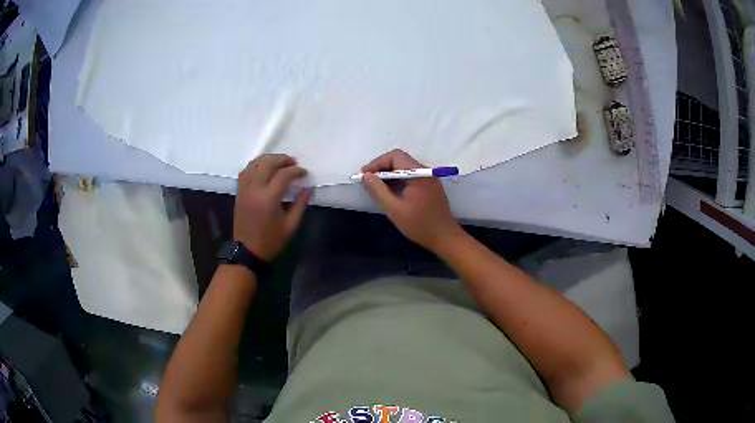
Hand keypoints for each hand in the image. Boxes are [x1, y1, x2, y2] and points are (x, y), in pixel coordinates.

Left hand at [234, 154, 312, 260]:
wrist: (247, 251)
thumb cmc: (271, 241)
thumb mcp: (290, 226)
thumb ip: (300, 204)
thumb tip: (308, 188)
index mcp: (269, 199)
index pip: (284, 175)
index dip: (296, 171)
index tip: (304, 173)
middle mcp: (255, 189)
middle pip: (267, 163)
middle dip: (282, 159)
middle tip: (293, 162)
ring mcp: (244, 189)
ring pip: (254, 163)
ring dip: (268, 159)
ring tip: (279, 162)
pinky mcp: (239, 192)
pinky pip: (246, 171)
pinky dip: (256, 165)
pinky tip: (264, 168)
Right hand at [361, 149, 462, 251]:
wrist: (445, 238)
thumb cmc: (420, 225)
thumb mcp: (395, 209)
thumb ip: (378, 190)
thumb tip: (366, 175)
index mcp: (419, 174)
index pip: (395, 156)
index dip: (377, 163)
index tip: (364, 175)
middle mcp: (425, 172)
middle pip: (400, 160)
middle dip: (382, 168)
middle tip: (368, 182)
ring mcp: (429, 179)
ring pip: (405, 169)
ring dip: (389, 175)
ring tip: (376, 188)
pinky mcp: (430, 187)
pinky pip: (411, 177)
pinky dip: (398, 181)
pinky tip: (390, 193)